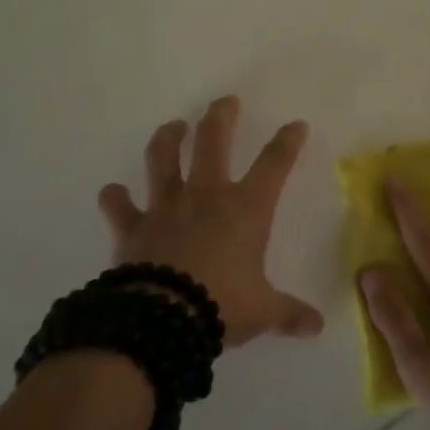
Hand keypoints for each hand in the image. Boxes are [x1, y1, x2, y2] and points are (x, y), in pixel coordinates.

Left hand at [98, 97, 324, 346]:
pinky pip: (119, 206)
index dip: (288, 141)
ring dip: (168, 139)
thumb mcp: (263, 311)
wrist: (161, 320)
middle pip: (213, 141)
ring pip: (163, 159)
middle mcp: (206, 196)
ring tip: (173, 126)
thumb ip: (289, 314)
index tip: (296, 125)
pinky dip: (115, 198)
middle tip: (225, 102)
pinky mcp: (133, 227)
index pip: (275, 164)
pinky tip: (112, 191)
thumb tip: (317, 328)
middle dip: (221, 116)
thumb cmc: (222, 306)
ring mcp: (166, 207)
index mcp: (246, 208)